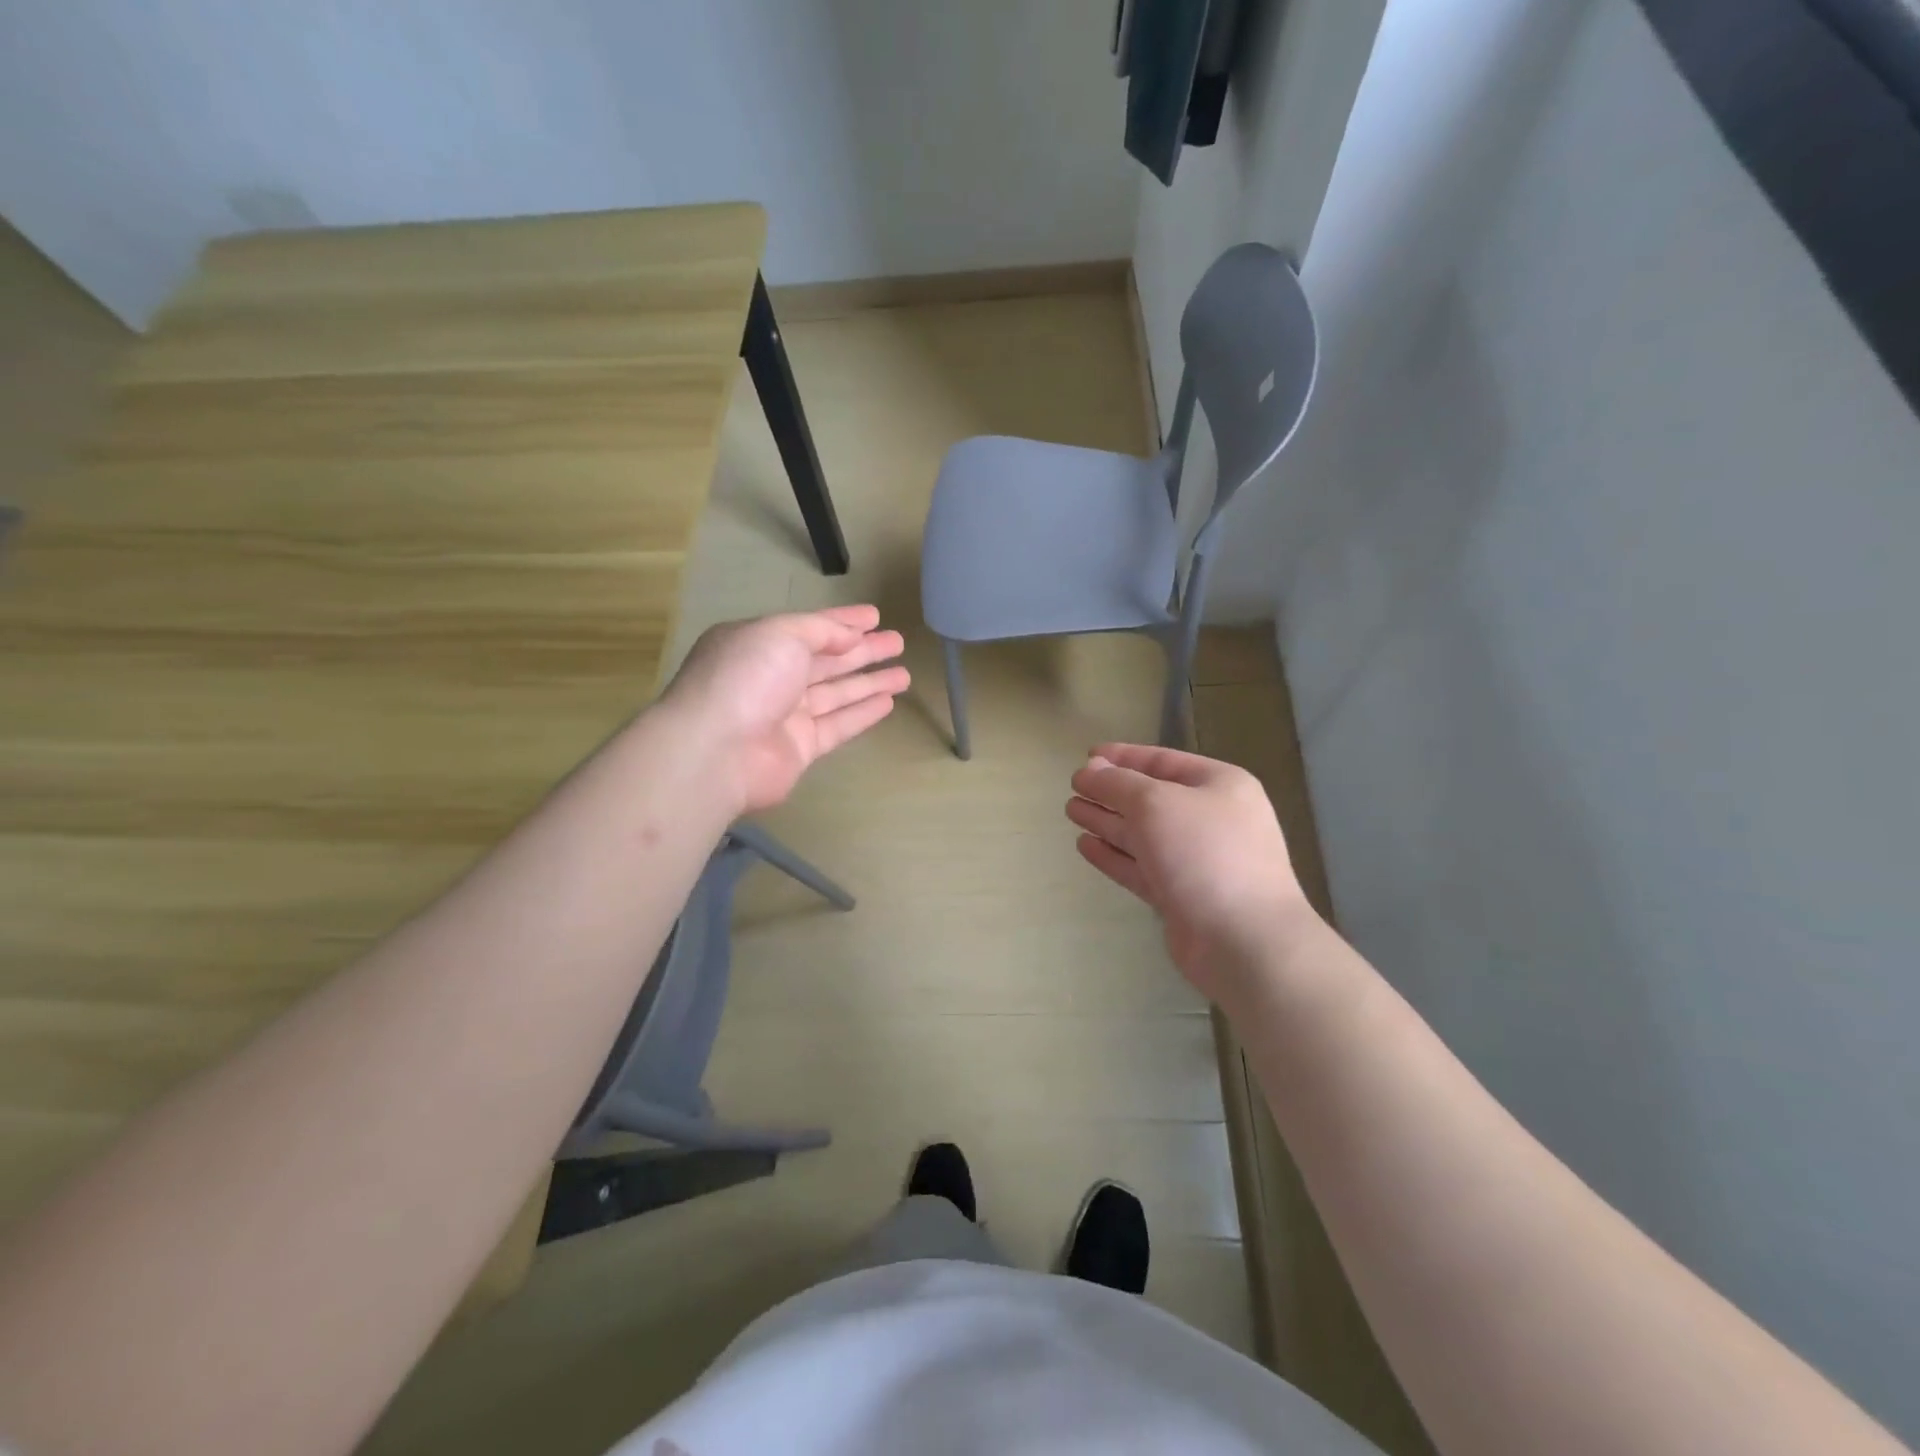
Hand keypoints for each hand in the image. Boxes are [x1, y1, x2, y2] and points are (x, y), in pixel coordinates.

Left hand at [663, 606, 908, 812]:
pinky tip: (888, 703)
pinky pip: (838, 725)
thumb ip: (820, 630)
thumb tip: (850, 637)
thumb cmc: (746, 678)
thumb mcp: (781, 634)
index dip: (843, 621)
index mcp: (759, 644)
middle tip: (898, 642)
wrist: (717, 751)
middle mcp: (771, 677)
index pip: (809, 628)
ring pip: (836, 694)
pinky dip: (862, 713)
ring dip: (869, 682)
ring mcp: (785, 715)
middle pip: (826, 661)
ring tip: (904, 673)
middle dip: (863, 650)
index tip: (876, 616)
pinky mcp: (799, 748)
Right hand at [1067, 743, 1314, 1006]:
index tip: (1087, 757)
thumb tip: (1090, 770)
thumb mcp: (1155, 804)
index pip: (1163, 761)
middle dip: (1111, 792)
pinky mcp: (1182, 896)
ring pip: (1143, 835)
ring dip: (1108, 822)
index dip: (1123, 757)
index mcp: (1219, 786)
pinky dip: (1114, 855)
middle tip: (1073, 787)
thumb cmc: (1204, 854)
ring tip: (1072, 811)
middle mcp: (1212, 819)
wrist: (1243, 940)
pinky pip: (1142, 867)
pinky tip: (1085, 845)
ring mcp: (1197, 861)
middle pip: (1151, 799)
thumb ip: (1118, 784)